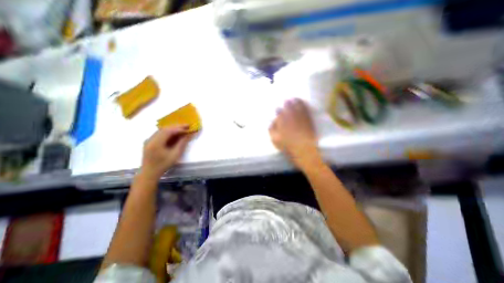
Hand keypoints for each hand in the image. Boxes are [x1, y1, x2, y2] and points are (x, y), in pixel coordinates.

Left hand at [139, 125, 192, 178]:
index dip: (179, 129)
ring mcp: (149, 140)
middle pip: (164, 129)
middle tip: (187, 125)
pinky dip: (168, 132)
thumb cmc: (163, 165)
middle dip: (176, 127)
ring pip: (162, 130)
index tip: (188, 128)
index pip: (168, 131)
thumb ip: (181, 144)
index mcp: (156, 143)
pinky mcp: (149, 142)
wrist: (149, 173)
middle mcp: (150, 139)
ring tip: (182, 128)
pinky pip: (159, 133)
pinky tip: (174, 133)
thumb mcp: (175, 155)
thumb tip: (188, 135)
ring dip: (172, 129)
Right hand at [270, 98, 320, 170]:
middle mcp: (291, 117)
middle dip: (286, 103)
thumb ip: (271, 129)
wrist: (304, 151)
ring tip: (294, 98)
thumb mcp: (275, 140)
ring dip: (295, 101)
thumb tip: (272, 121)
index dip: (278, 110)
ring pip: (297, 106)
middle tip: (286, 101)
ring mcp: (300, 118)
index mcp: (282, 122)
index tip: (278, 110)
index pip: (279, 112)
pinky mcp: (308, 120)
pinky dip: (303, 104)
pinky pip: (305, 109)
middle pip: (288, 107)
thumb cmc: (288, 147)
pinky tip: (302, 102)